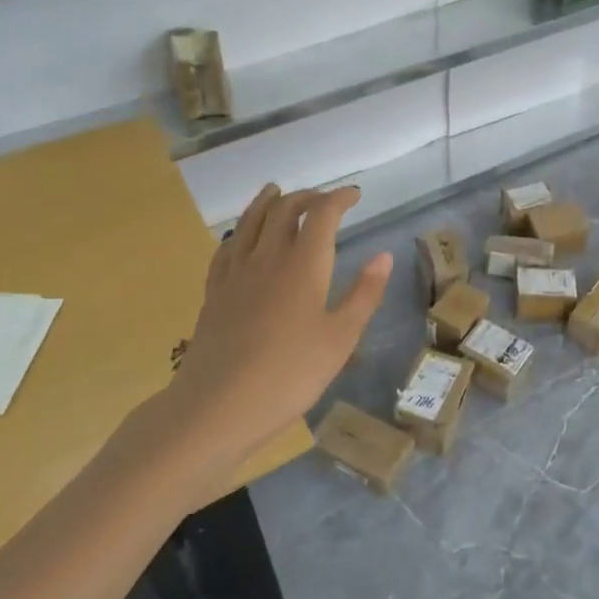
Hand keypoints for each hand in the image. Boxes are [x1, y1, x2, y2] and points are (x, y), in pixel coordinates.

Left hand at [111, 184, 391, 508]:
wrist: (216, 408)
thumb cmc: (290, 374)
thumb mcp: (341, 338)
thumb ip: (364, 294)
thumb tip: (383, 256)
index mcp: (303, 265)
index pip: (322, 214)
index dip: (339, 198)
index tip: (355, 194)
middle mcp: (267, 258)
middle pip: (284, 210)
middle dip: (307, 197)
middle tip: (324, 199)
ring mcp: (235, 274)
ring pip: (250, 222)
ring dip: (267, 202)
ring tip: (275, 190)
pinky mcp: (214, 293)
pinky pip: (226, 249)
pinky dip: (239, 231)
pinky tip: (239, 237)